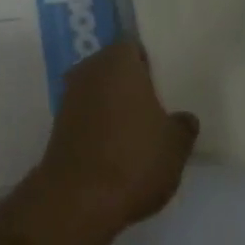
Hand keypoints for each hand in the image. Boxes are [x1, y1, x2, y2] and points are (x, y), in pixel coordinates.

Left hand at [32, 42, 197, 240]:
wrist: (79, 197)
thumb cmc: (134, 158)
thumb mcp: (175, 146)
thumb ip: (183, 126)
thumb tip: (185, 118)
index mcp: (118, 60)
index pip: (134, 47)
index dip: (149, 64)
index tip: (163, 84)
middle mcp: (90, 68)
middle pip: (113, 67)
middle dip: (131, 83)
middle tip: (154, 107)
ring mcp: (70, 94)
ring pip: (98, 89)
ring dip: (113, 104)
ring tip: (137, 131)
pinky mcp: (59, 122)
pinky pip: (86, 112)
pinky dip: (98, 123)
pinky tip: (114, 147)